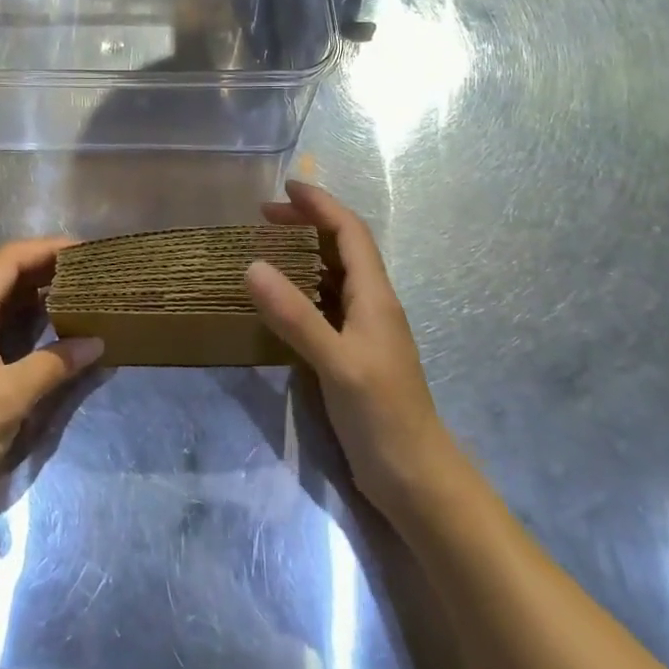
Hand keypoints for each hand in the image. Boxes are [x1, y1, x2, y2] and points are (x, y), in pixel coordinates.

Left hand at [0, 237, 103, 521]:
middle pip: (7, 276)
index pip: (10, 259)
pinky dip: (29, 323)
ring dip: (39, 296)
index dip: (48, 248)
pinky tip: (53, 330)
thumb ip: (54, 364)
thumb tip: (97, 342)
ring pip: (4, 304)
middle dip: (47, 269)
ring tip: (80, 294)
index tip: (86, 250)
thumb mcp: (10, 396)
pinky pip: (1, 329)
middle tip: (90, 271)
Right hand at [247, 182, 446, 518]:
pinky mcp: (352, 354)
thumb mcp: (336, 363)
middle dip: (307, 223)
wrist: (417, 479)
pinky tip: (280, 299)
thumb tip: (251, 266)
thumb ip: (296, 316)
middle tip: (264, 217)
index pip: (350, 232)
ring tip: (266, 247)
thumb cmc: (383, 416)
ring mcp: (363, 331)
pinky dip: (302, 287)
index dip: (320, 205)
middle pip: (342, 247)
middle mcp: (371, 305)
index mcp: (374, 296)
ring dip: (304, 252)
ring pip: (334, 274)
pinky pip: (326, 304)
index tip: (285, 188)